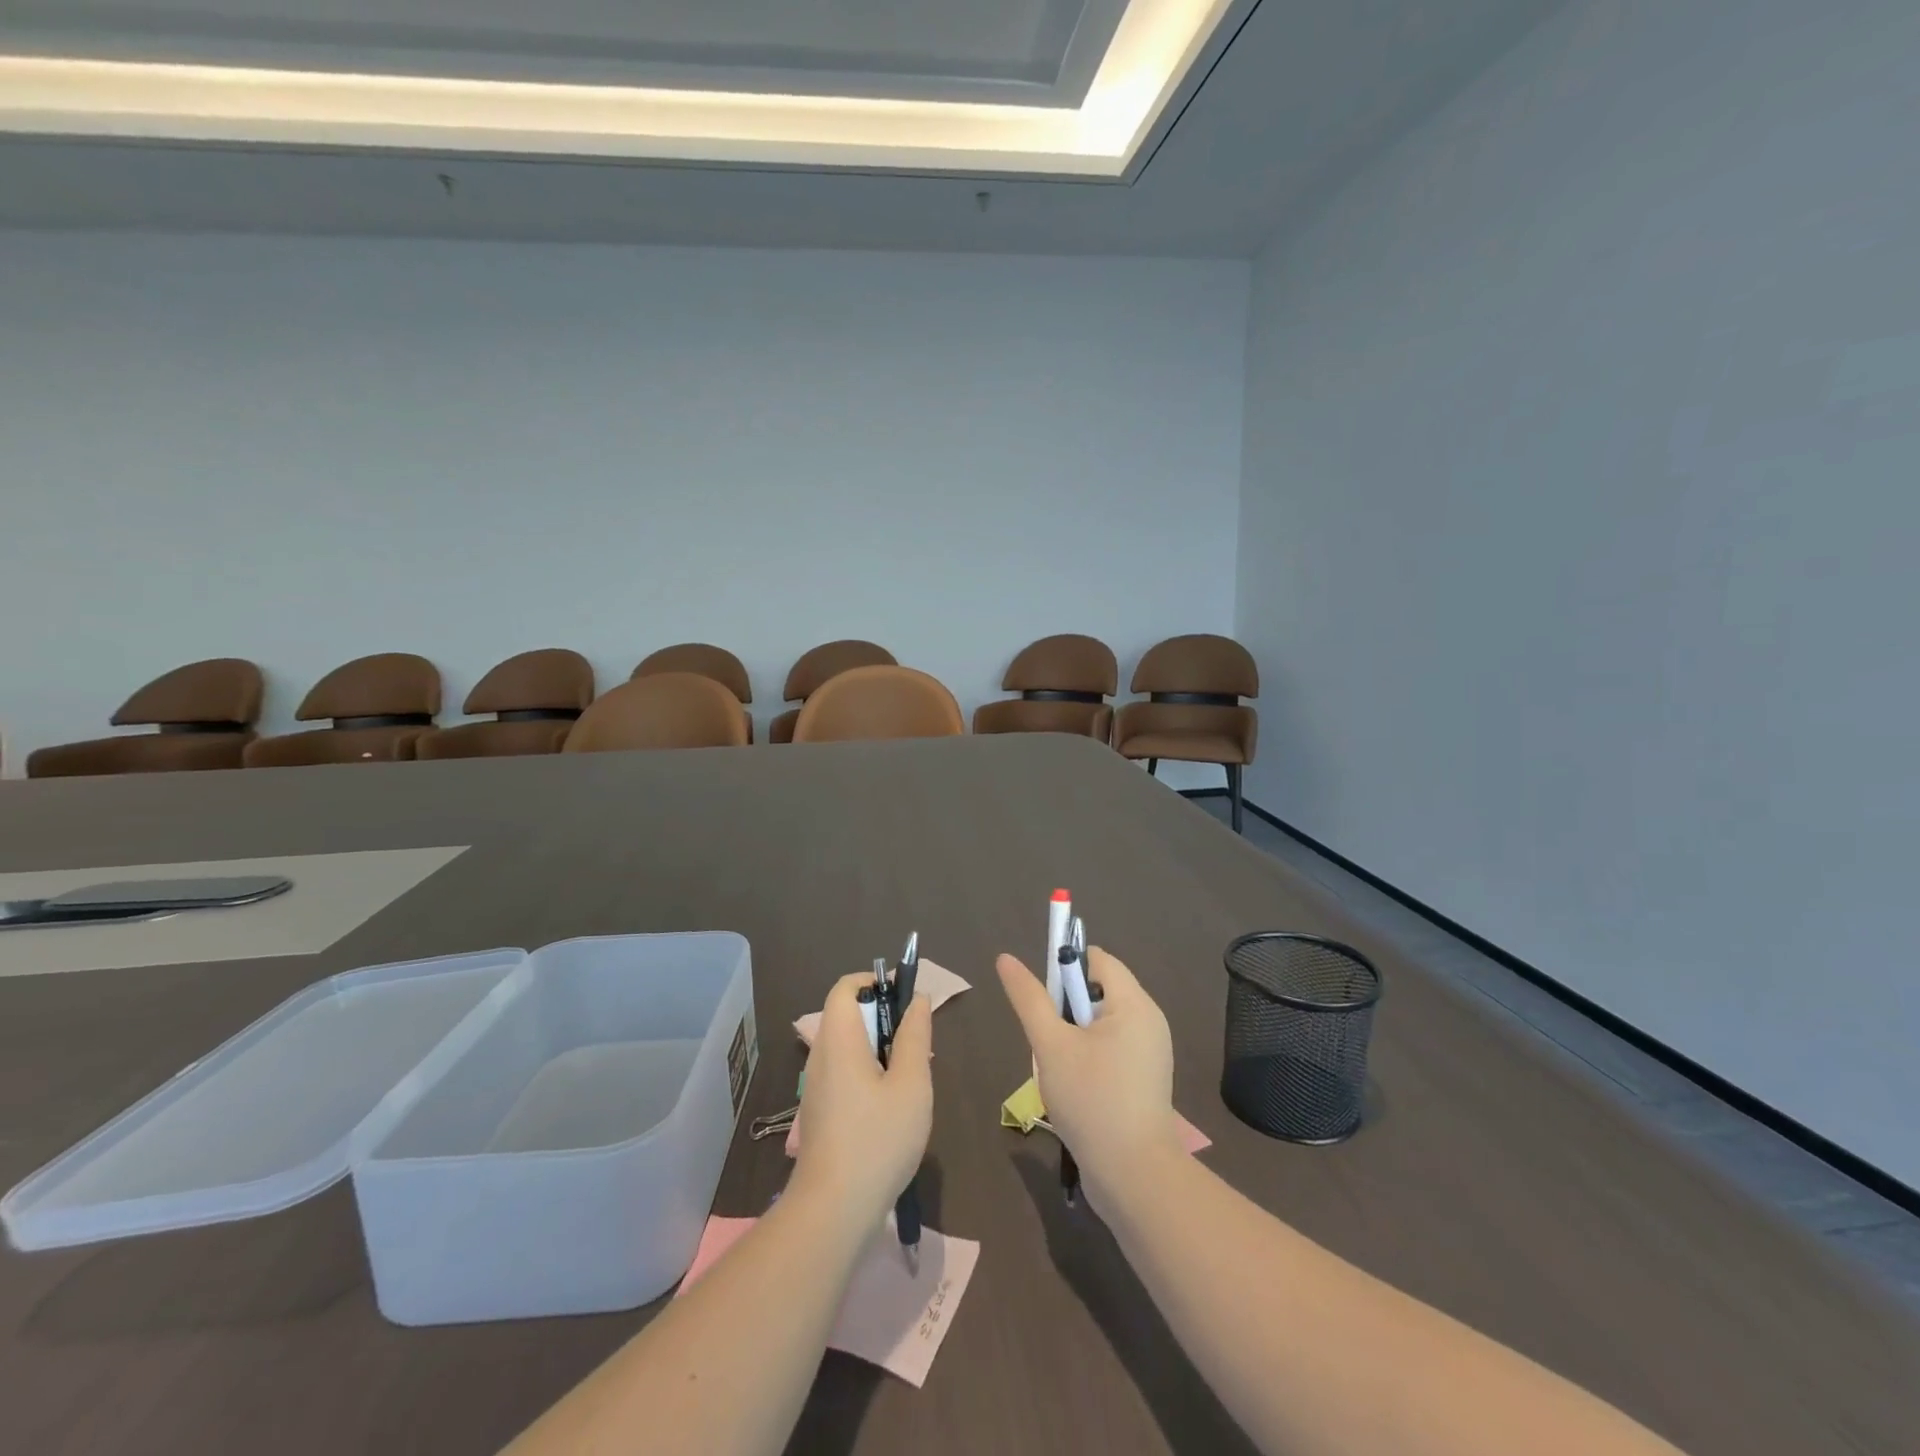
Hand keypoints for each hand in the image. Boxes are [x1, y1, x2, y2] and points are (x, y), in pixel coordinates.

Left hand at [791, 972, 932, 1228]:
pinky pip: (843, 1073)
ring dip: (877, 1048)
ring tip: (908, 1076)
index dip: (873, 982)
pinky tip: (890, 1106)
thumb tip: (917, 1000)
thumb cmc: (878, 1139)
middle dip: (882, 1017)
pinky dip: (866, 1072)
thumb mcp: (911, 1084)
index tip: (904, 997)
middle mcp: (820, 1056)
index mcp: (839, 1040)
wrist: (833, 1211)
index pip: (844, 988)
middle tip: (915, 1042)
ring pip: (846, 1047)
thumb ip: (914, 1036)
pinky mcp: (819, 1113)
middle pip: (846, 1015)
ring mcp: (816, 1087)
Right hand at [996, 947, 1184, 1212]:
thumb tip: (1005, 958)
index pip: (1098, 959)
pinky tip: (1075, 1087)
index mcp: (1134, 1004)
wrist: (1133, 1177)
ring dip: (1074, 1035)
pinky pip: (1112, 1047)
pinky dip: (1090, 1055)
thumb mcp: (1051, 1045)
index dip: (1066, 968)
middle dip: (1067, 1008)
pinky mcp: (1146, 1077)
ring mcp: (1150, 1051)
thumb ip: (1029, 999)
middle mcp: (1149, 1020)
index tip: (1044, 1000)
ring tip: (1060, 1068)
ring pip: (1101, 1022)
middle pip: (1099, 990)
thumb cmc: (1092, 1101)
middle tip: (1050, 1041)